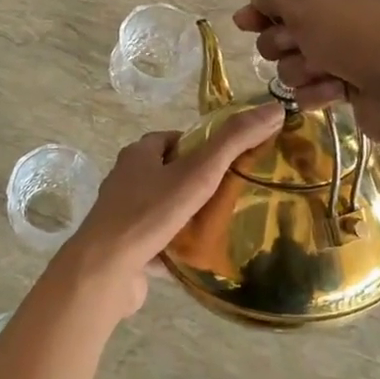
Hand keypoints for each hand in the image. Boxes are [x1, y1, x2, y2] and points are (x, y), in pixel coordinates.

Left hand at [53, 103, 284, 315]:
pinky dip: (178, 246)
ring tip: (226, 225)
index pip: (176, 140)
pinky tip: (203, 256)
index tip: (232, 162)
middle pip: (170, 175)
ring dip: (190, 216)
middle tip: (235, 195)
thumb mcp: (198, 172)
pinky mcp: (126, 248)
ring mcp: (124, 216)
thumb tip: (273, 108)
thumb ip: (234, 141)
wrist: (105, 270)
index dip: (204, 147)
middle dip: (199, 183)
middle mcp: (126, 181)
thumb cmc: (149, 213)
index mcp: (138, 155)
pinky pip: (159, 241)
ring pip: (165, 209)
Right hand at [233, 0, 379, 151]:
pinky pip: (316, 87)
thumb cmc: (357, 33)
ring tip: (325, 73)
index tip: (247, 26)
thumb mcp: (305, 2)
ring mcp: (352, 46)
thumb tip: (252, 4)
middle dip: (285, 44)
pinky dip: (319, 91)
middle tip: (300, 48)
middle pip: (287, 28)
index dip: (264, 11)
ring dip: (302, 70)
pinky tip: (335, 92)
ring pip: (298, 61)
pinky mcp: (355, 81)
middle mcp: (345, 7)